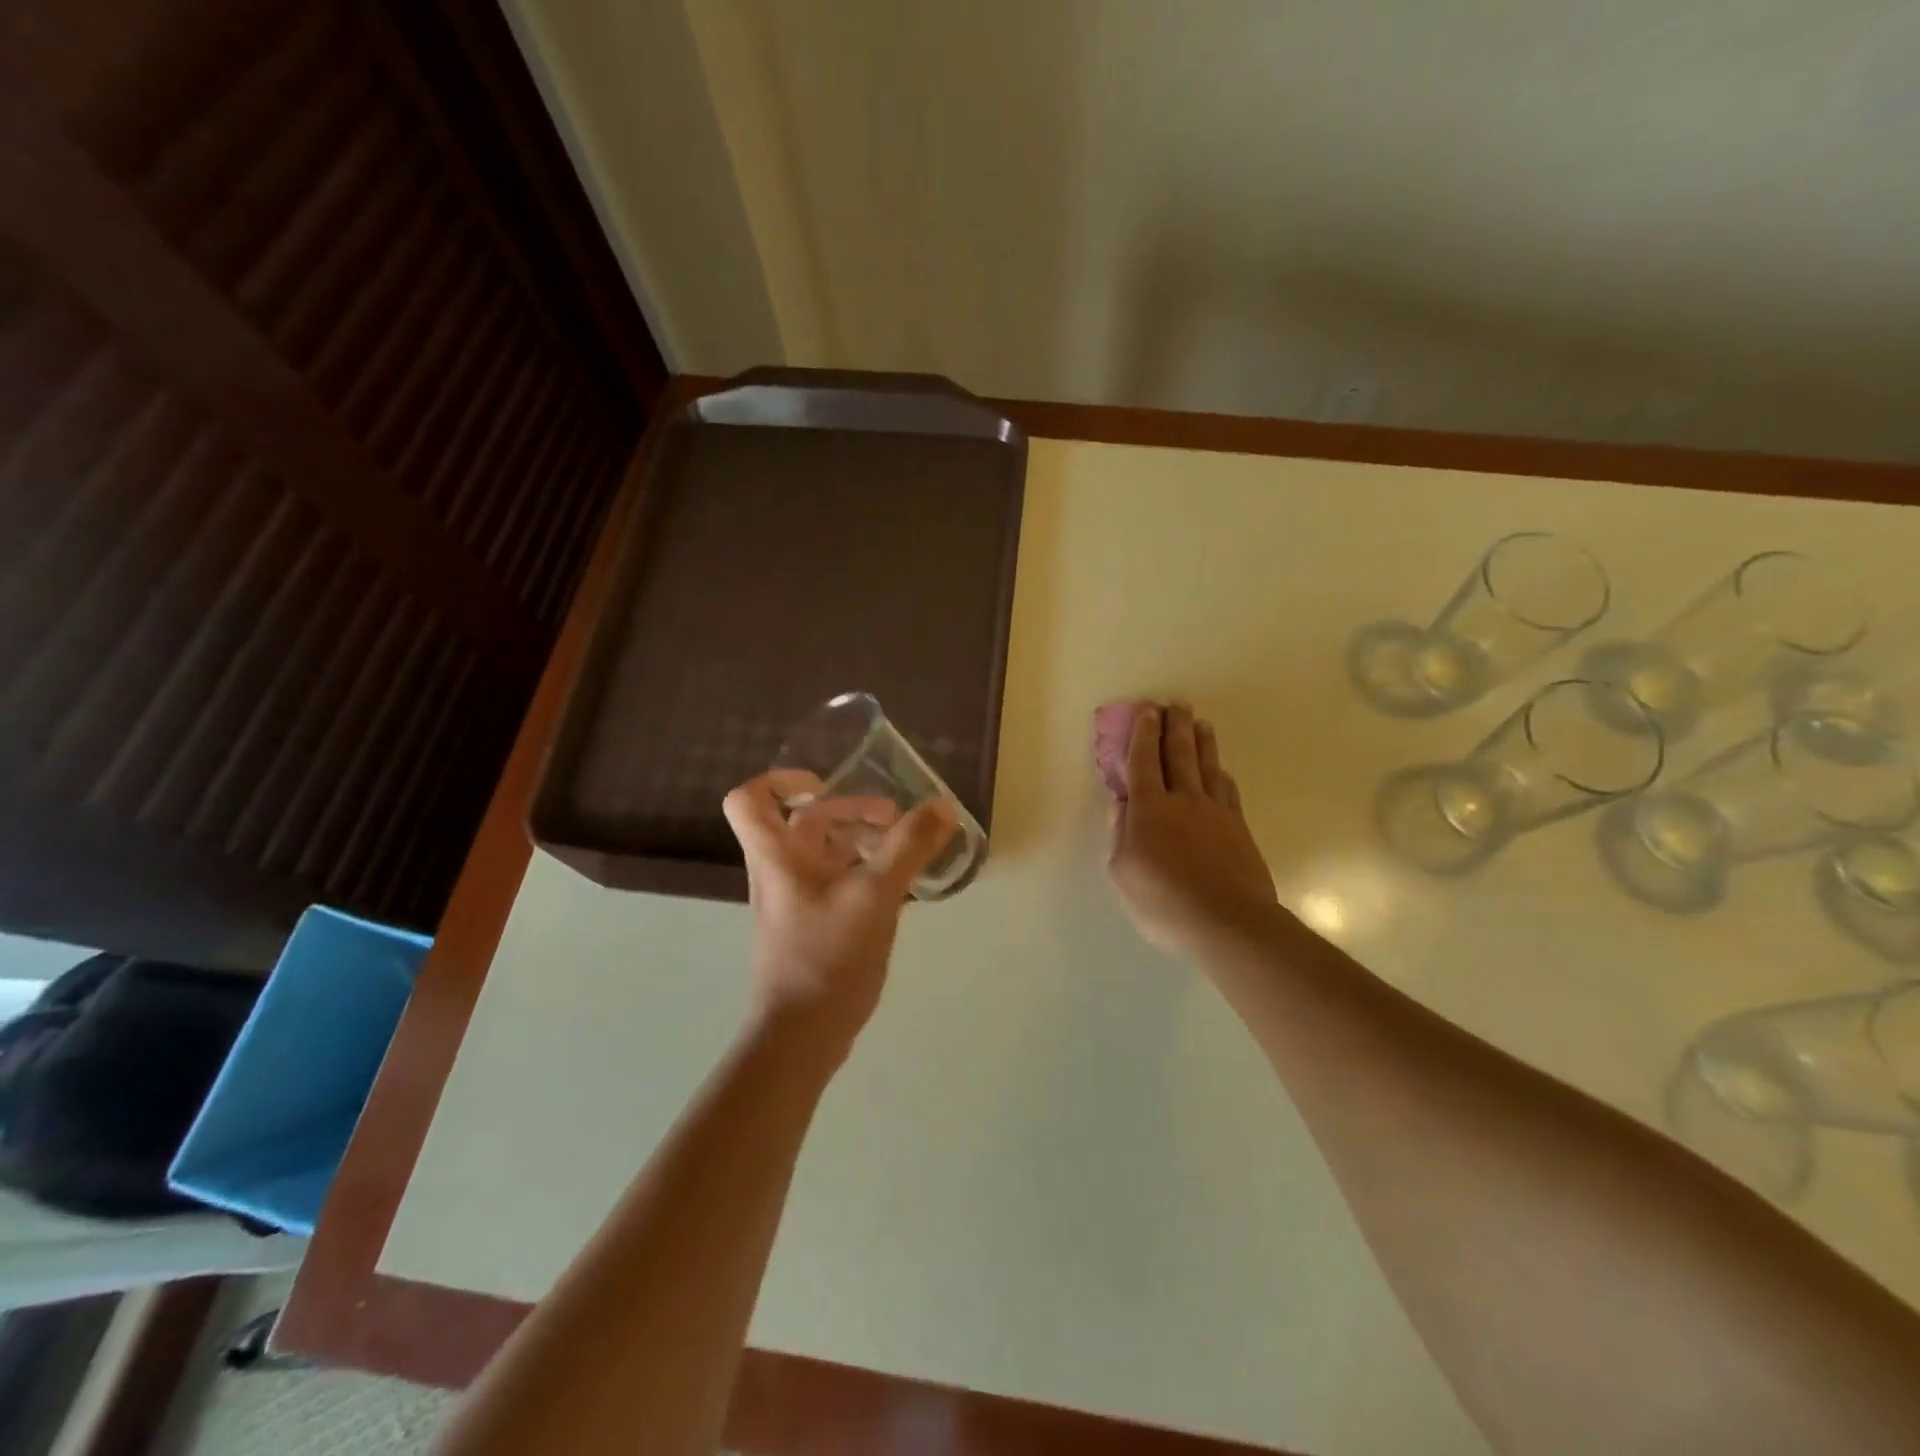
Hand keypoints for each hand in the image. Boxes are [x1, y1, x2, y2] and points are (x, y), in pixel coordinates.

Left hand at [722, 771, 956, 1061]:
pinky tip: (901, 887)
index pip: (750, 799)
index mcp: (778, 856)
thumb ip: (910, 847)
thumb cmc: (828, 956)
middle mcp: (780, 872)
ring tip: (906, 850)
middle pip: (805, 821)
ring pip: (826, 853)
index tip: (826, 784)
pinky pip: (838, 882)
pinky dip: (866, 872)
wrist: (802, 1035)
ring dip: (863, 841)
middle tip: (895, 819)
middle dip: (851, 810)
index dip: (781, 781)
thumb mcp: (876, 894)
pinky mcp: (813, 925)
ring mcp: (796, 900)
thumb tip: (942, 805)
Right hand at [1105, 704, 1278, 959]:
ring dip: (1201, 741)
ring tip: (1199, 722)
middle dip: (1174, 726)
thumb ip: (1119, 832)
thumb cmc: (1163, 902)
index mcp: (1149, 809)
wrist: (1227, 922)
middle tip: (1174, 705)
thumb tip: (1118, 801)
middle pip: (1179, 754)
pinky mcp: (1238, 827)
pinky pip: (1228, 790)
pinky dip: (1221, 773)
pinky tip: (1220, 770)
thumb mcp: (1122, 872)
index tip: (1146, 711)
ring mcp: (1215, 812)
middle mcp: (1183, 800)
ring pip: (1207, 766)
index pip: (1144, 761)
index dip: (1144, 734)